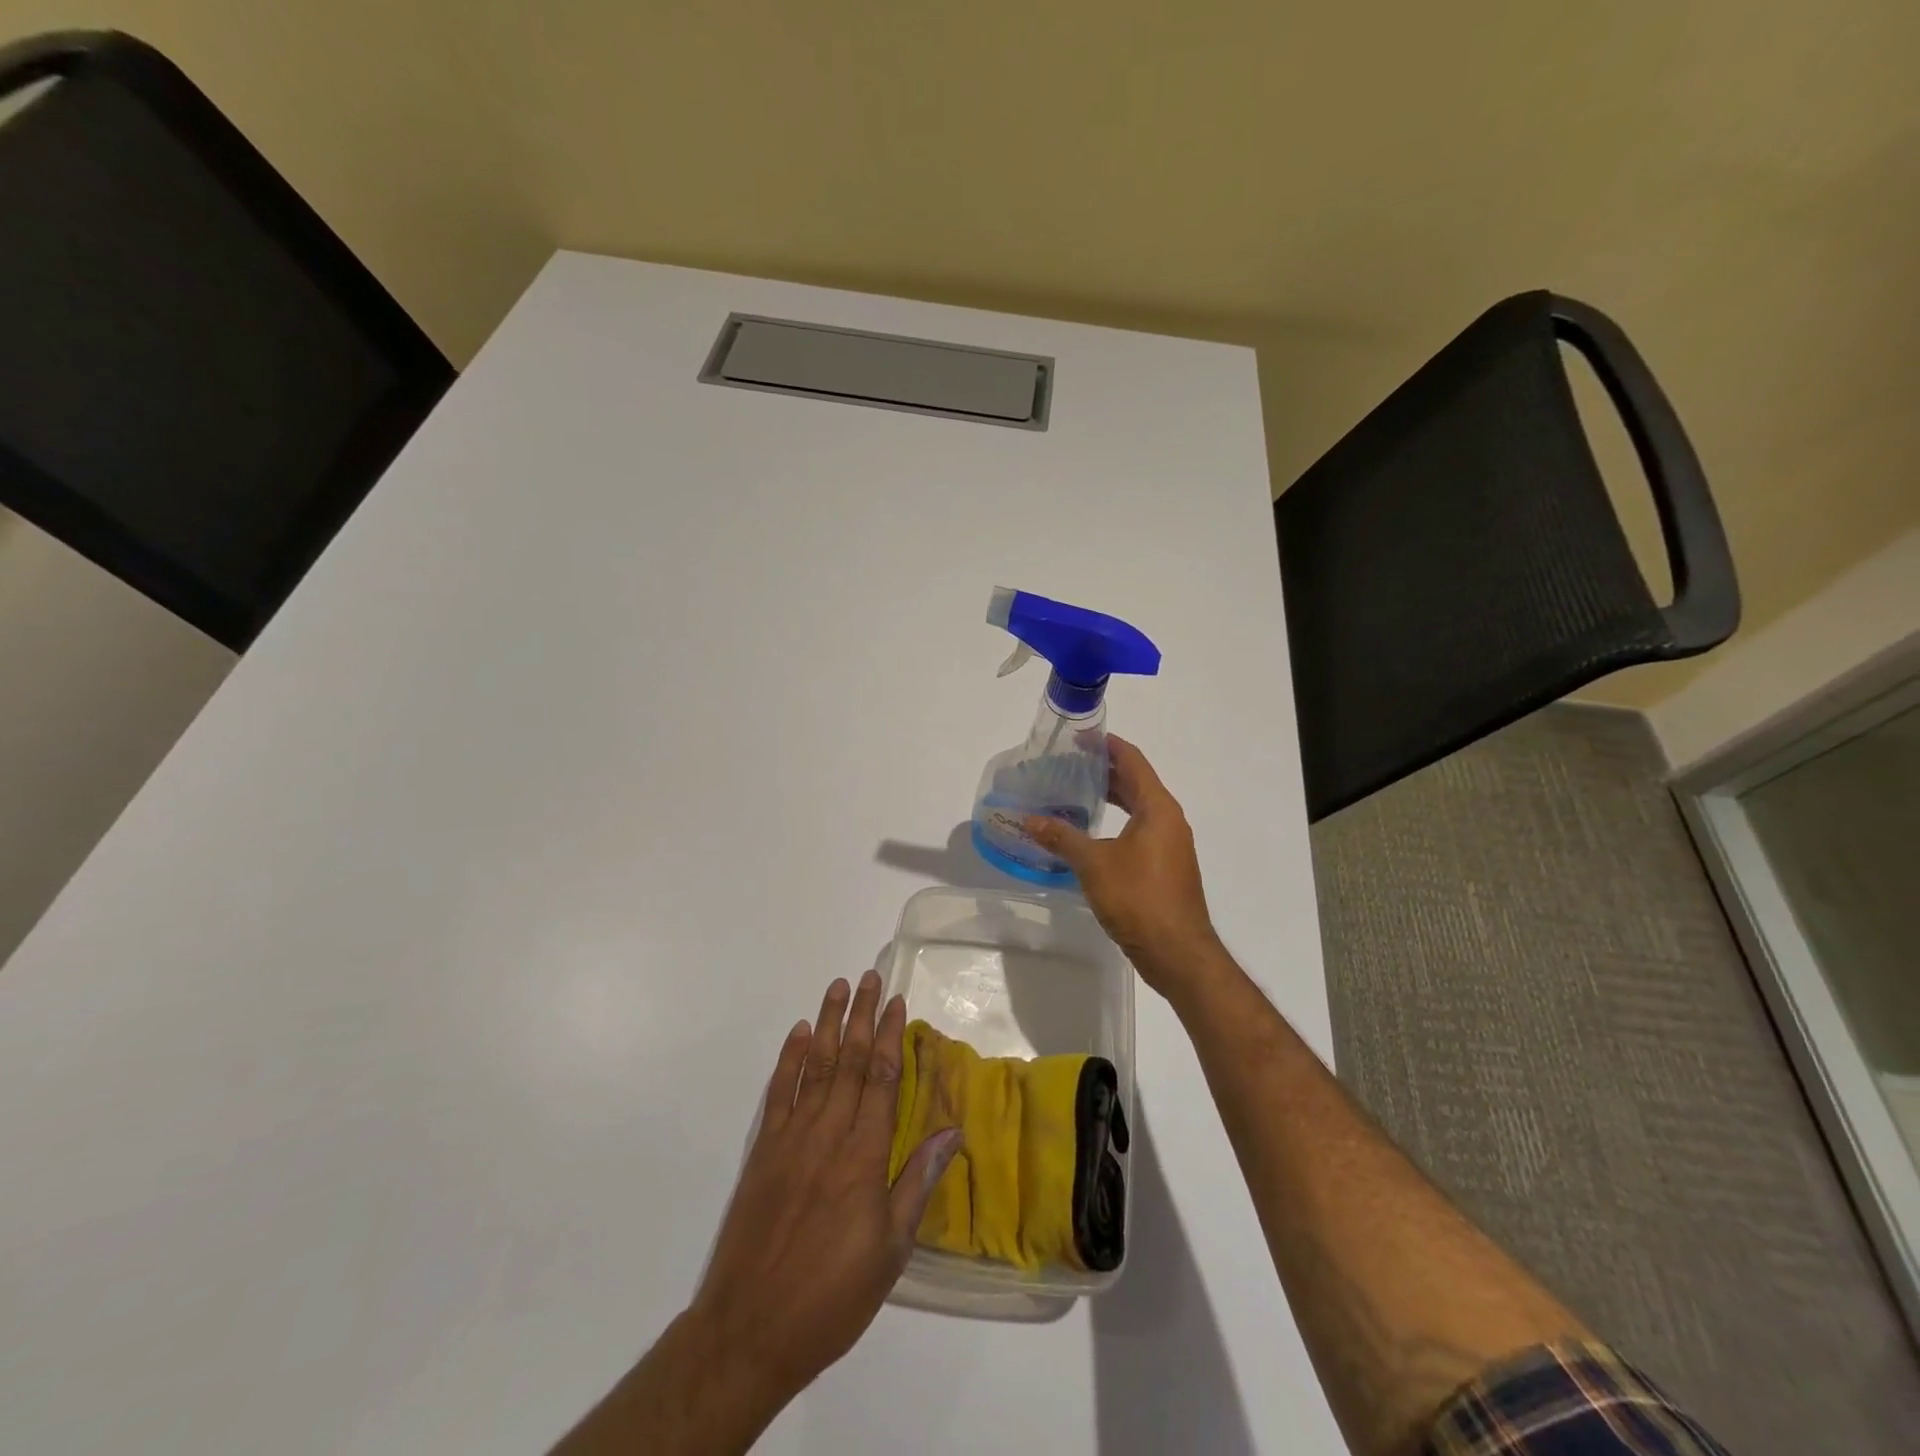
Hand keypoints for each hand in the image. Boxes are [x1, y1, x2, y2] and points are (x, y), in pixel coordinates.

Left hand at [689, 973, 961, 1417]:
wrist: (749, 1330)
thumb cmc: (832, 1295)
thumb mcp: (891, 1252)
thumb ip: (917, 1183)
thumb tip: (952, 1132)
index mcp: (864, 1156)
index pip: (883, 1080)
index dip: (892, 1037)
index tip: (898, 1002)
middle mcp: (828, 1134)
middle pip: (851, 1062)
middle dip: (863, 1016)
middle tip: (871, 976)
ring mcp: (791, 1138)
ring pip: (816, 1067)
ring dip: (830, 1024)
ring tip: (839, 987)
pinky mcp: (764, 1150)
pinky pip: (780, 1092)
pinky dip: (790, 1059)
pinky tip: (801, 1033)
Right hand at [1025, 736, 1225, 1001]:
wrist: (1178, 952)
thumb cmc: (1138, 898)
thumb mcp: (1094, 864)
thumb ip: (1061, 837)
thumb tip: (1028, 820)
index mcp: (1158, 808)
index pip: (1133, 761)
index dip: (1107, 745)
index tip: (1080, 737)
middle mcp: (1168, 820)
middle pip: (1136, 782)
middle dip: (1104, 771)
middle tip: (1068, 765)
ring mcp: (1170, 845)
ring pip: (1137, 809)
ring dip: (1110, 798)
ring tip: (1073, 793)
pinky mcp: (1165, 868)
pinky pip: (1139, 831)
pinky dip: (1116, 823)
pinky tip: (1089, 834)